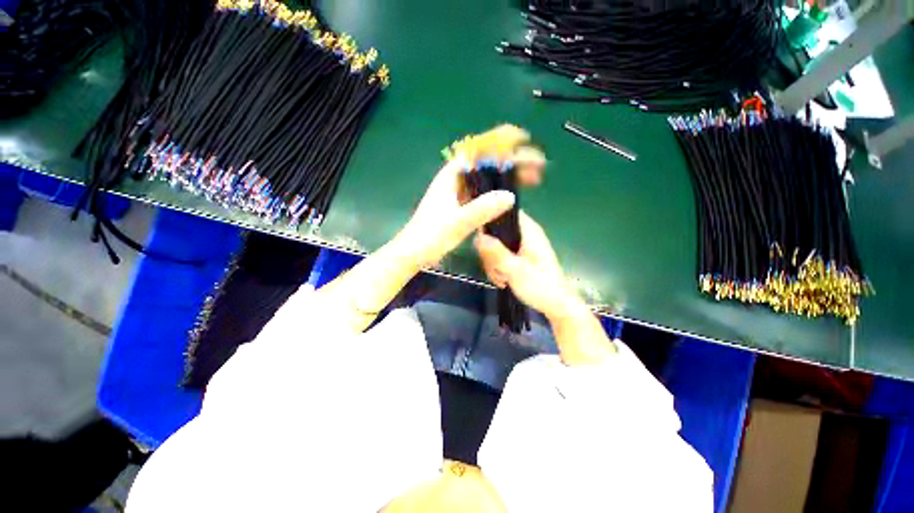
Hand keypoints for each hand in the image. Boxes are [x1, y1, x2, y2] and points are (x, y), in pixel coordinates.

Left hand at [397, 125, 540, 267]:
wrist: (413, 253)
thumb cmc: (429, 236)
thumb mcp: (456, 223)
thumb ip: (480, 210)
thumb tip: (509, 195)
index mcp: (450, 177)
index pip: (477, 149)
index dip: (499, 141)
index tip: (521, 139)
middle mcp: (455, 180)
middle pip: (486, 162)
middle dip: (511, 160)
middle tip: (535, 165)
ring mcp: (458, 193)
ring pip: (486, 177)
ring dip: (507, 175)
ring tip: (530, 178)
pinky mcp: (460, 205)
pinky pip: (483, 192)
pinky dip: (498, 190)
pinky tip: (510, 194)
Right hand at [475, 212, 576, 320]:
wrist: (556, 306)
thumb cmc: (541, 286)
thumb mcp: (515, 270)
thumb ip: (497, 253)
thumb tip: (478, 236)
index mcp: (528, 230)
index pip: (505, 211)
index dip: (490, 221)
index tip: (481, 240)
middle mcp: (524, 234)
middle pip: (496, 231)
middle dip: (490, 252)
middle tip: (495, 269)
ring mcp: (521, 246)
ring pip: (496, 246)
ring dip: (493, 263)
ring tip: (501, 279)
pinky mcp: (519, 256)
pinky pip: (501, 256)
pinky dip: (498, 268)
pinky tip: (502, 281)